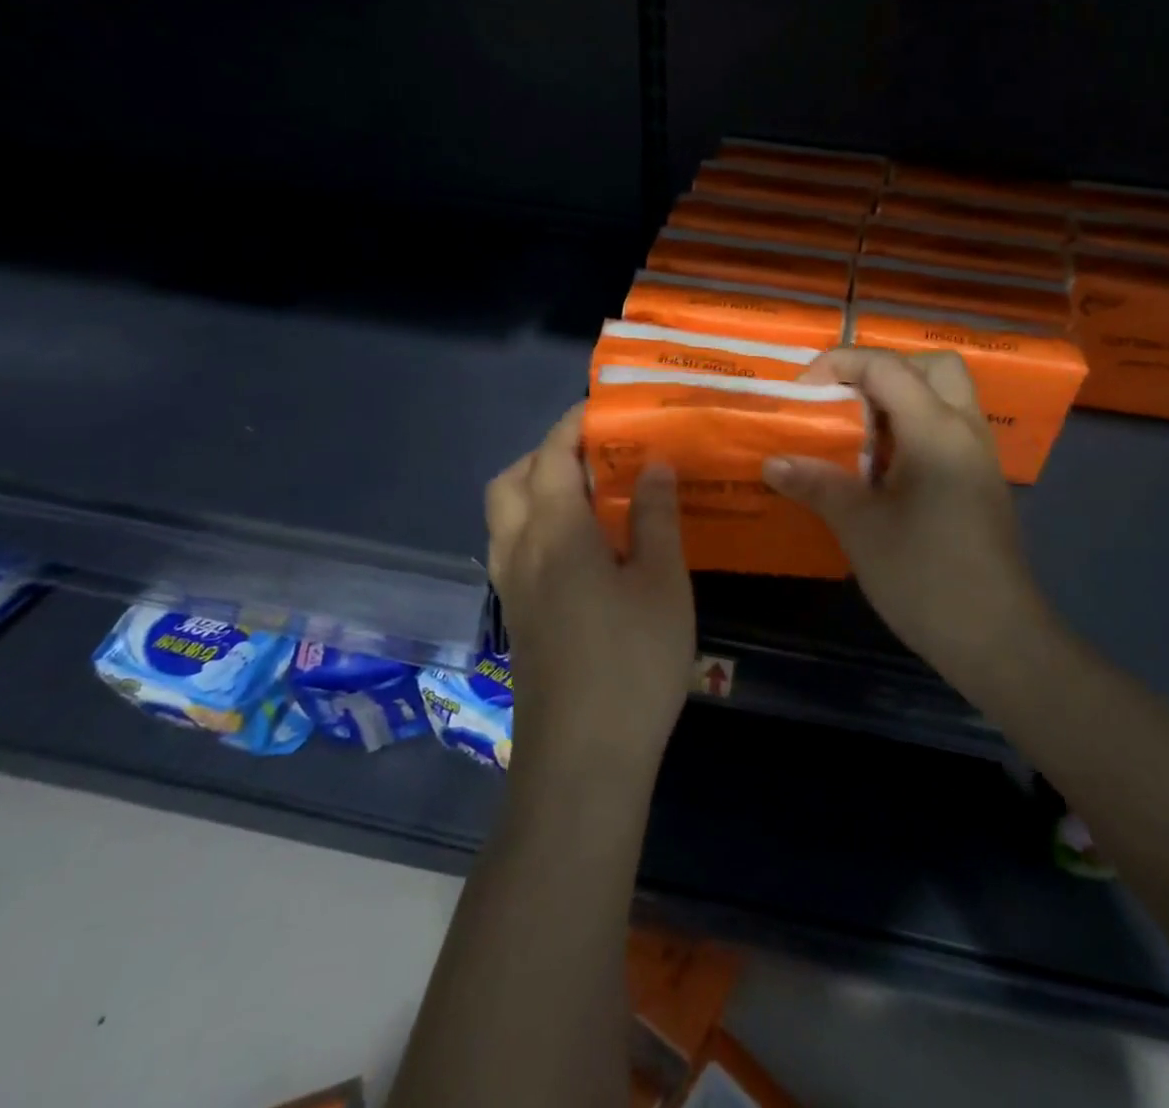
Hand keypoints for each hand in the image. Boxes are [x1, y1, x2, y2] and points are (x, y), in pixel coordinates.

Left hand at [485, 404, 696, 783]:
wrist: (583, 760)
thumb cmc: (632, 664)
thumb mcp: (663, 585)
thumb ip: (656, 518)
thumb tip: (652, 464)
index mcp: (556, 532)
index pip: (552, 455)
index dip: (574, 424)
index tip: (603, 408)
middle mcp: (521, 551)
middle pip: (512, 479)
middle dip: (545, 453)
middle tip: (595, 454)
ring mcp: (513, 588)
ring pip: (505, 515)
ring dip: (534, 488)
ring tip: (589, 494)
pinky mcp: (518, 618)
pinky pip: (513, 548)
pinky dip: (535, 524)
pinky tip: (581, 547)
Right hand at [762, 349, 1045, 693]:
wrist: (996, 638)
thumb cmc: (924, 576)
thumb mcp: (860, 528)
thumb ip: (817, 484)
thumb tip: (772, 462)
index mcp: (936, 430)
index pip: (887, 366)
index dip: (839, 363)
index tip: (802, 390)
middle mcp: (965, 429)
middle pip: (932, 366)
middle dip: (882, 371)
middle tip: (844, 402)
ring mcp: (979, 456)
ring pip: (946, 396)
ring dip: (900, 400)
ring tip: (857, 435)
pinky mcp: (981, 482)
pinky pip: (948, 429)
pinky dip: (914, 428)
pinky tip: (883, 470)